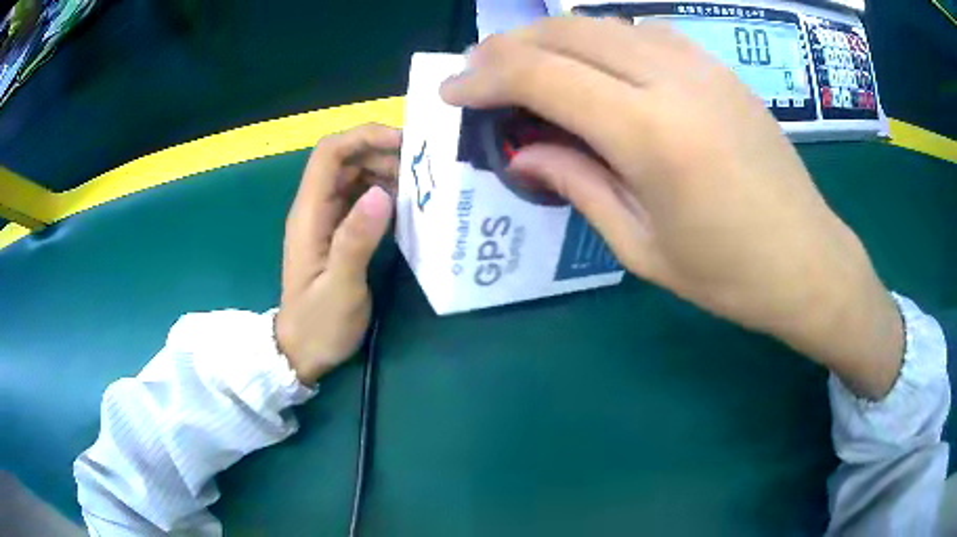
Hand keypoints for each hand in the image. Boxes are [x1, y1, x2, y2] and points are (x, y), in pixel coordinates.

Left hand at [276, 124, 400, 384]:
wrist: (302, 351)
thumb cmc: (319, 324)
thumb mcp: (340, 287)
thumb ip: (356, 240)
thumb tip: (381, 192)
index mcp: (309, 214)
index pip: (330, 154)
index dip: (364, 137)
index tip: (405, 143)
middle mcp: (315, 208)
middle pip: (345, 159)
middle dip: (382, 152)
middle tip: (422, 169)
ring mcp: (326, 219)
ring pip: (354, 176)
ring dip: (386, 171)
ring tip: (420, 187)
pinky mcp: (337, 232)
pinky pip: (360, 198)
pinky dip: (384, 193)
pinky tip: (408, 207)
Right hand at [441, 18, 902, 398]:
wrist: (808, 261)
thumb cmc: (729, 275)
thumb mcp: (642, 247)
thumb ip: (577, 185)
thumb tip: (523, 153)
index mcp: (652, 134)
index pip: (543, 76)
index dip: (485, 78)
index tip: (452, 91)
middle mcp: (675, 81)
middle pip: (568, 32)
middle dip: (509, 47)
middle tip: (478, 72)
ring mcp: (703, 67)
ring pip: (604, 24)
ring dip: (553, 38)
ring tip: (526, 66)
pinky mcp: (721, 70)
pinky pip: (645, 34)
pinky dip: (602, 41)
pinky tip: (594, 67)